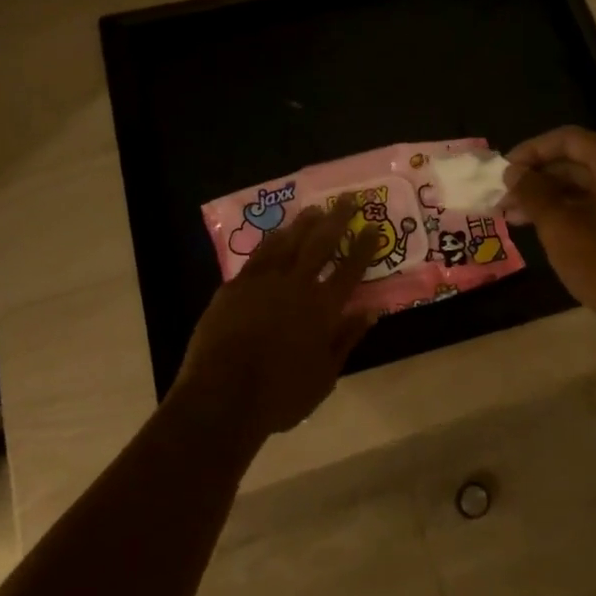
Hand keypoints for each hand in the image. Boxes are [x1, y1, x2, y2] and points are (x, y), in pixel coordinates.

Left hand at [171, 201, 375, 438]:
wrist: (222, 397)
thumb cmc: (280, 395)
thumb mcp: (325, 377)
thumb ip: (347, 339)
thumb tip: (371, 311)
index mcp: (322, 309)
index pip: (350, 270)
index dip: (364, 247)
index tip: (374, 226)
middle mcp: (296, 286)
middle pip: (320, 244)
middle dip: (337, 220)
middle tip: (347, 199)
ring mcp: (262, 282)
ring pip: (288, 242)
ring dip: (303, 224)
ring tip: (315, 209)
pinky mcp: (235, 286)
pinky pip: (258, 255)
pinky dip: (272, 241)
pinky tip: (278, 234)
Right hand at [502, 127, 595, 365]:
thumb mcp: (559, 225)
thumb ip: (533, 192)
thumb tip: (514, 171)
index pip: (567, 139)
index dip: (531, 150)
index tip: (504, 170)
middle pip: (577, 162)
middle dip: (537, 178)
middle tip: (504, 198)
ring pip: (586, 188)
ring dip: (549, 199)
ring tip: (514, 218)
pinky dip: (570, 214)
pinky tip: (545, 231)